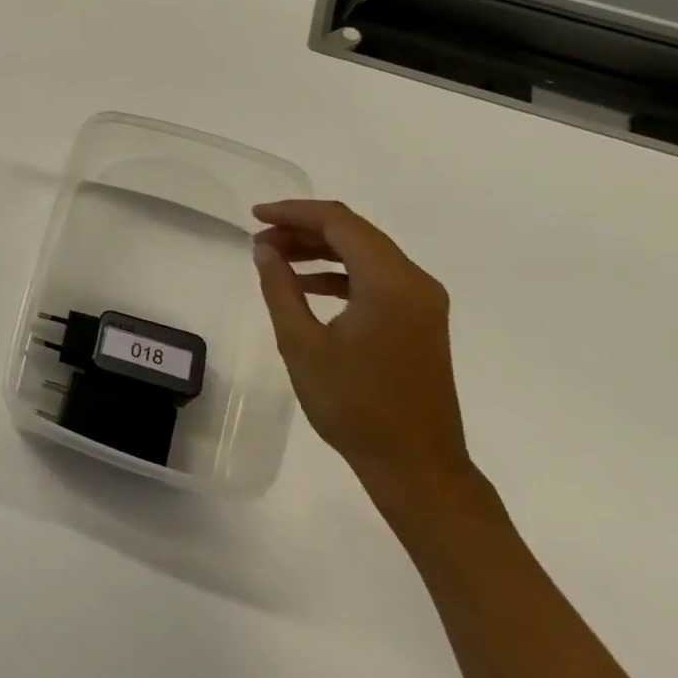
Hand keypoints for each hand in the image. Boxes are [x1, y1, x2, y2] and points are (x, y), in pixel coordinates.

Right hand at [251, 200, 473, 516]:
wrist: (415, 465)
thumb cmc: (354, 405)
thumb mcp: (302, 344)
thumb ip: (280, 289)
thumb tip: (265, 250)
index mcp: (390, 282)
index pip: (339, 222)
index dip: (293, 212)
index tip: (255, 216)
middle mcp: (415, 282)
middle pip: (355, 233)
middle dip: (304, 229)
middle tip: (260, 240)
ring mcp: (422, 302)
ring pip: (366, 254)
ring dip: (320, 250)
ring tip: (275, 259)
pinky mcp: (420, 321)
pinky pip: (376, 279)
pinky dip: (339, 273)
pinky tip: (306, 286)